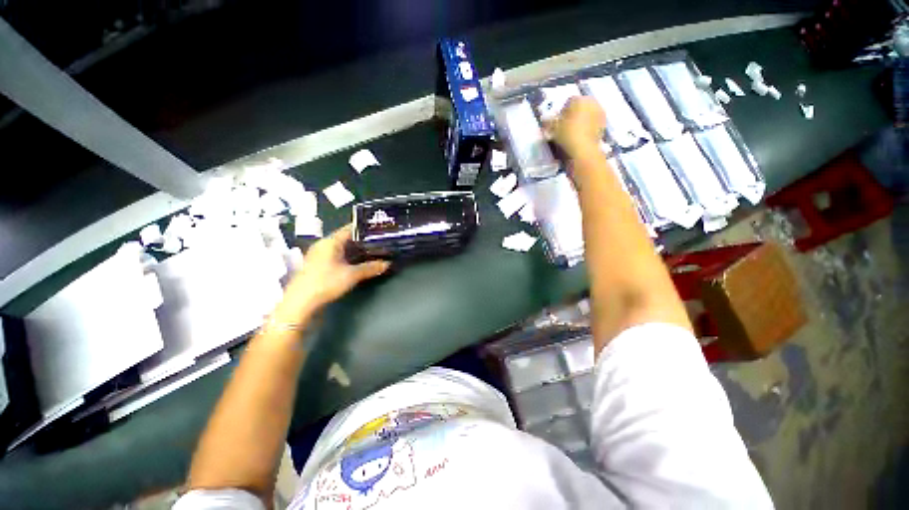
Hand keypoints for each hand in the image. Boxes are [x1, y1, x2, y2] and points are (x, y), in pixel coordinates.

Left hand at [275, 225, 389, 321]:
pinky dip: (349, 258)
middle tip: (380, 242)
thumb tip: (387, 264)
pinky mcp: (319, 266)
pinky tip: (359, 263)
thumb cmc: (326, 282)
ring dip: (356, 251)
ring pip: (342, 249)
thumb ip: (370, 268)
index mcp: (330, 242)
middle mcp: (324, 245)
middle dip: (363, 241)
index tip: (379, 229)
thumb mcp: (352, 275)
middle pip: (346, 239)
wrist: (300, 303)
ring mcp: (320, 256)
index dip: (365, 229)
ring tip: (374, 252)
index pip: (350, 229)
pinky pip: (338, 257)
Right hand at [551, 97, 606, 159]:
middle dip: (574, 113)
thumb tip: (544, 119)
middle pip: (581, 105)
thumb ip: (549, 122)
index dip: (563, 111)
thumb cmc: (568, 134)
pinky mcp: (604, 123)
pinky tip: (582, 135)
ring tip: (574, 131)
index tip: (559, 121)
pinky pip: (593, 121)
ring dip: (582, 119)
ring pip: (588, 113)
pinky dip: (588, 126)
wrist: (584, 148)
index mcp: (580, 99)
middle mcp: (592, 102)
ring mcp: (600, 112)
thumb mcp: (554, 128)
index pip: (569, 101)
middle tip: (566, 125)